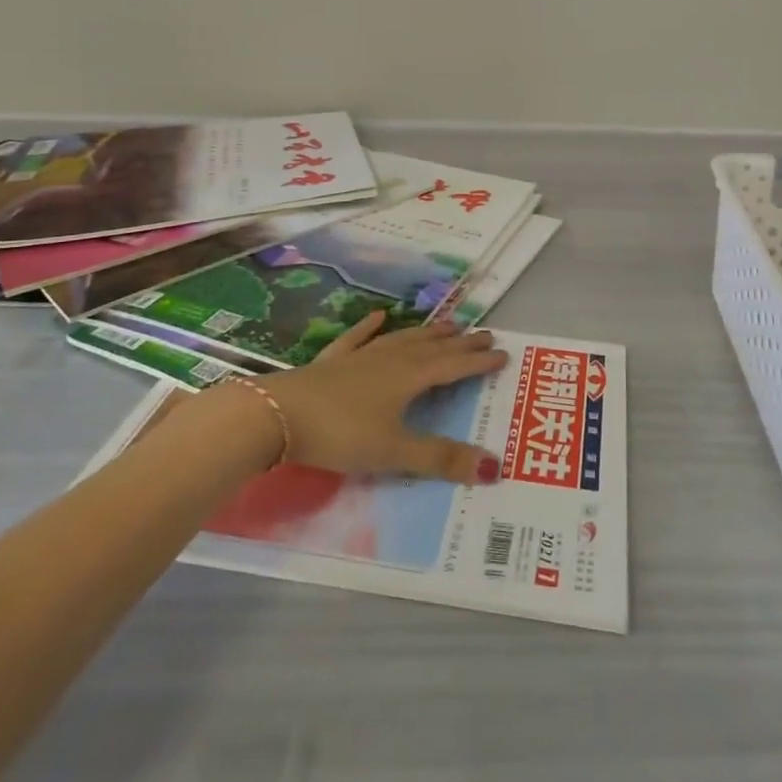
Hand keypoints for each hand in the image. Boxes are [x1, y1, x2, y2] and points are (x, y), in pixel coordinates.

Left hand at [260, 311, 508, 485]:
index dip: (478, 362)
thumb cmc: (341, 434)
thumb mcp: (394, 453)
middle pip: (432, 348)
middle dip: (460, 343)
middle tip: (484, 333)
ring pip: (402, 339)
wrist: (278, 415)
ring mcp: (359, 356)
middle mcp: (390, 359)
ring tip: (448, 324)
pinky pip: (358, 338)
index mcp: (409, 378)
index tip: (503, 353)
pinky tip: (380, 315)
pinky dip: (371, 326)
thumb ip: (440, 459)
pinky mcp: (332, 361)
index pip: (453, 366)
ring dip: (427, 333)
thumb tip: (494, 467)